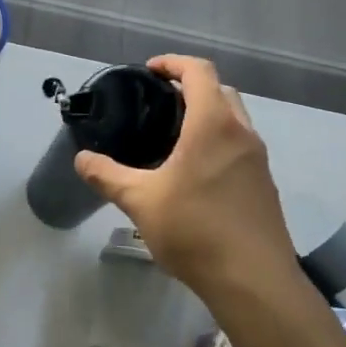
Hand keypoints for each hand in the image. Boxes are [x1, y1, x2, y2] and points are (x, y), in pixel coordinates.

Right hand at [74, 55, 303, 301]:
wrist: (254, 282)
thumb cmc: (196, 230)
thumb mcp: (141, 201)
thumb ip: (107, 176)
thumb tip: (81, 159)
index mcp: (213, 125)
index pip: (199, 71)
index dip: (173, 63)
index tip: (148, 71)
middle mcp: (242, 134)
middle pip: (221, 90)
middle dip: (191, 86)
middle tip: (158, 102)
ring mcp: (258, 161)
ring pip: (235, 119)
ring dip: (208, 114)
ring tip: (173, 136)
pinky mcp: (264, 186)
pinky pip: (240, 146)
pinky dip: (218, 141)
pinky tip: (195, 172)